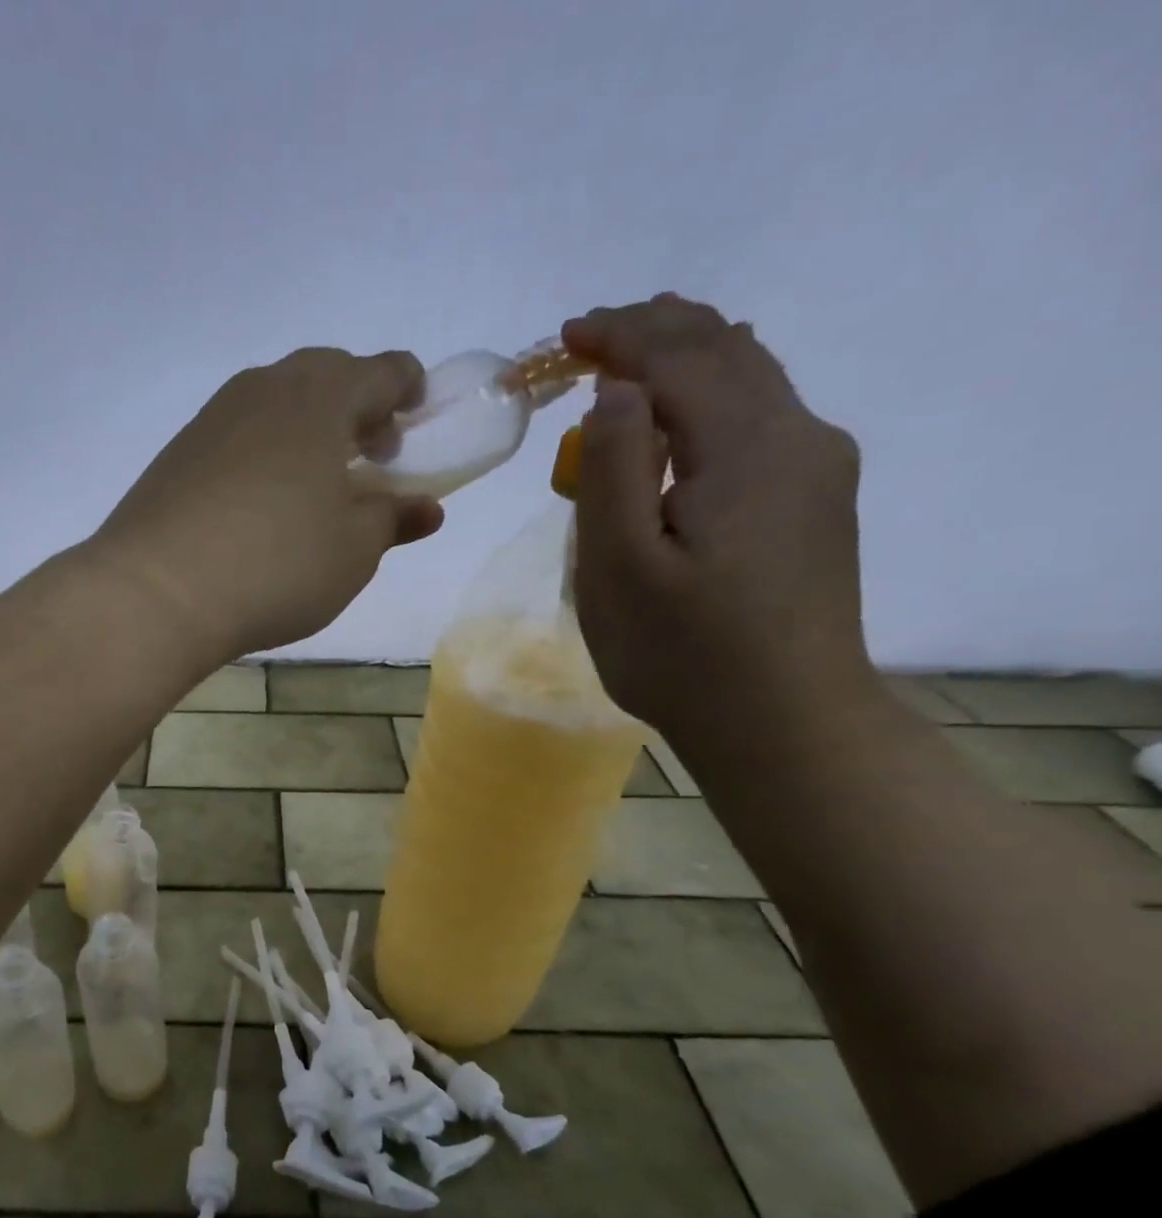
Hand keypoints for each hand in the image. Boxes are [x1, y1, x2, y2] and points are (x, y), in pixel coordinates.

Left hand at [91, 348, 444, 661]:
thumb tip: (425, 508)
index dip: (408, 391)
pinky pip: (236, 435)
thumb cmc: (276, 566)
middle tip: (367, 456)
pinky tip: (258, 504)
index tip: (415, 422)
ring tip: (313, 484)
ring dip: (305, 430)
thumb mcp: (353, 551)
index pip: (382, 370)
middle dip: (355, 408)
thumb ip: (392, 519)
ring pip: (274, 404)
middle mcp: (264, 389)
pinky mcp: (176, 454)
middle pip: (324, 376)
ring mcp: (212, 419)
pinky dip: (262, 453)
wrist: (156, 593)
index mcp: (320, 397)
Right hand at [561, 293, 872, 747]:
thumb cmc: (681, 652)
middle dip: (654, 332)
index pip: (680, 357)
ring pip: (751, 377)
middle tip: (588, 339)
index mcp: (746, 447)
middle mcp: (798, 436)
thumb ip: (614, 468)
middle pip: (725, 350)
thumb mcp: (619, 566)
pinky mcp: (815, 498)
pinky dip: (710, 395)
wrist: (783, 721)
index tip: (563, 336)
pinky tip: (681, 417)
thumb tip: (616, 390)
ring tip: (627, 362)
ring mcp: (817, 467)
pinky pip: (761, 415)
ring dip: (685, 359)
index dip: (619, 335)